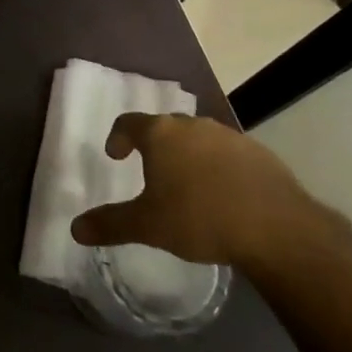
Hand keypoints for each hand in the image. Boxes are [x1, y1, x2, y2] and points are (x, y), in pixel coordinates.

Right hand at [70, 113, 308, 268]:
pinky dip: (219, 167)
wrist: (277, 228)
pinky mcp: (259, 152)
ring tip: (188, 185)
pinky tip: (225, 195)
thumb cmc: (200, 219)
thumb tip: (75, 229)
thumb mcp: (148, 226)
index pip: (129, 122)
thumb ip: (110, 224)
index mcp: (161, 134)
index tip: (116, 155)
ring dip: (188, 155)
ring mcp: (228, 136)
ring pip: (198, 139)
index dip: (118, 137)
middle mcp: (192, 125)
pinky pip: (228, 153)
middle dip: (155, 146)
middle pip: (165, 127)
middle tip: (150, 171)